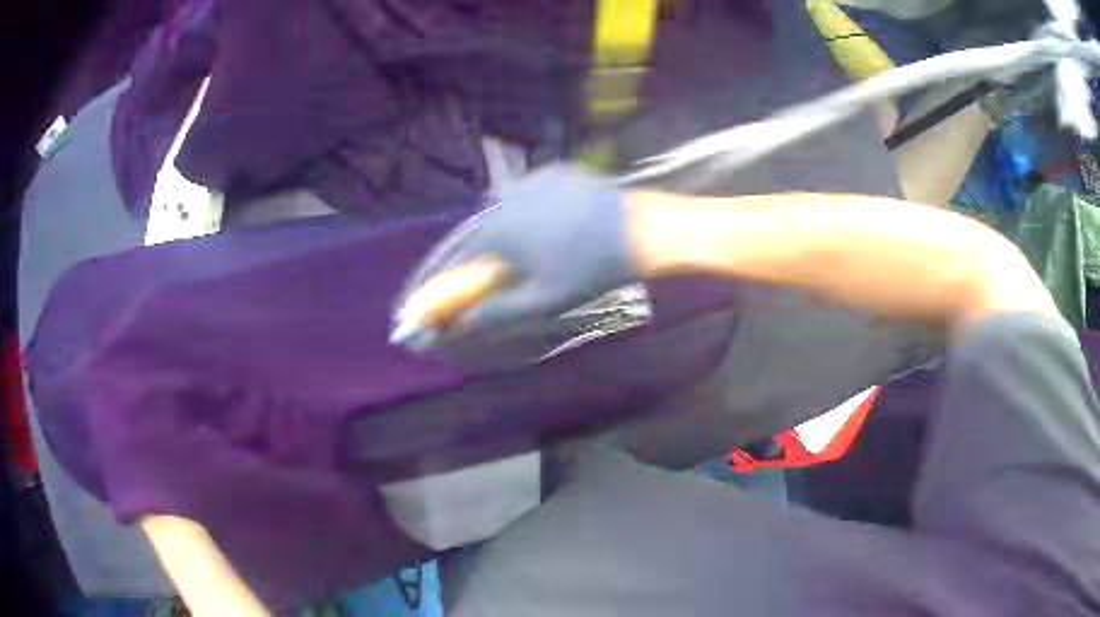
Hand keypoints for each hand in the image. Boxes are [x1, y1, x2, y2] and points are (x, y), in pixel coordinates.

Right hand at [393, 164, 636, 348]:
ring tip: (489, 258)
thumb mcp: (541, 300)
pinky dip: (516, 215)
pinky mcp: (551, 173)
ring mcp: (528, 180)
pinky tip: (528, 229)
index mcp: (495, 229)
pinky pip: (521, 196)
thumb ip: (495, 313)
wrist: (639, 229)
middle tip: (450, 284)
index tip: (418, 299)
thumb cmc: (590, 269)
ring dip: (488, 236)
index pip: (450, 259)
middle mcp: (502, 198)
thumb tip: (457, 326)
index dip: (432, 282)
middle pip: (469, 233)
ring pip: (495, 213)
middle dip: (457, 260)